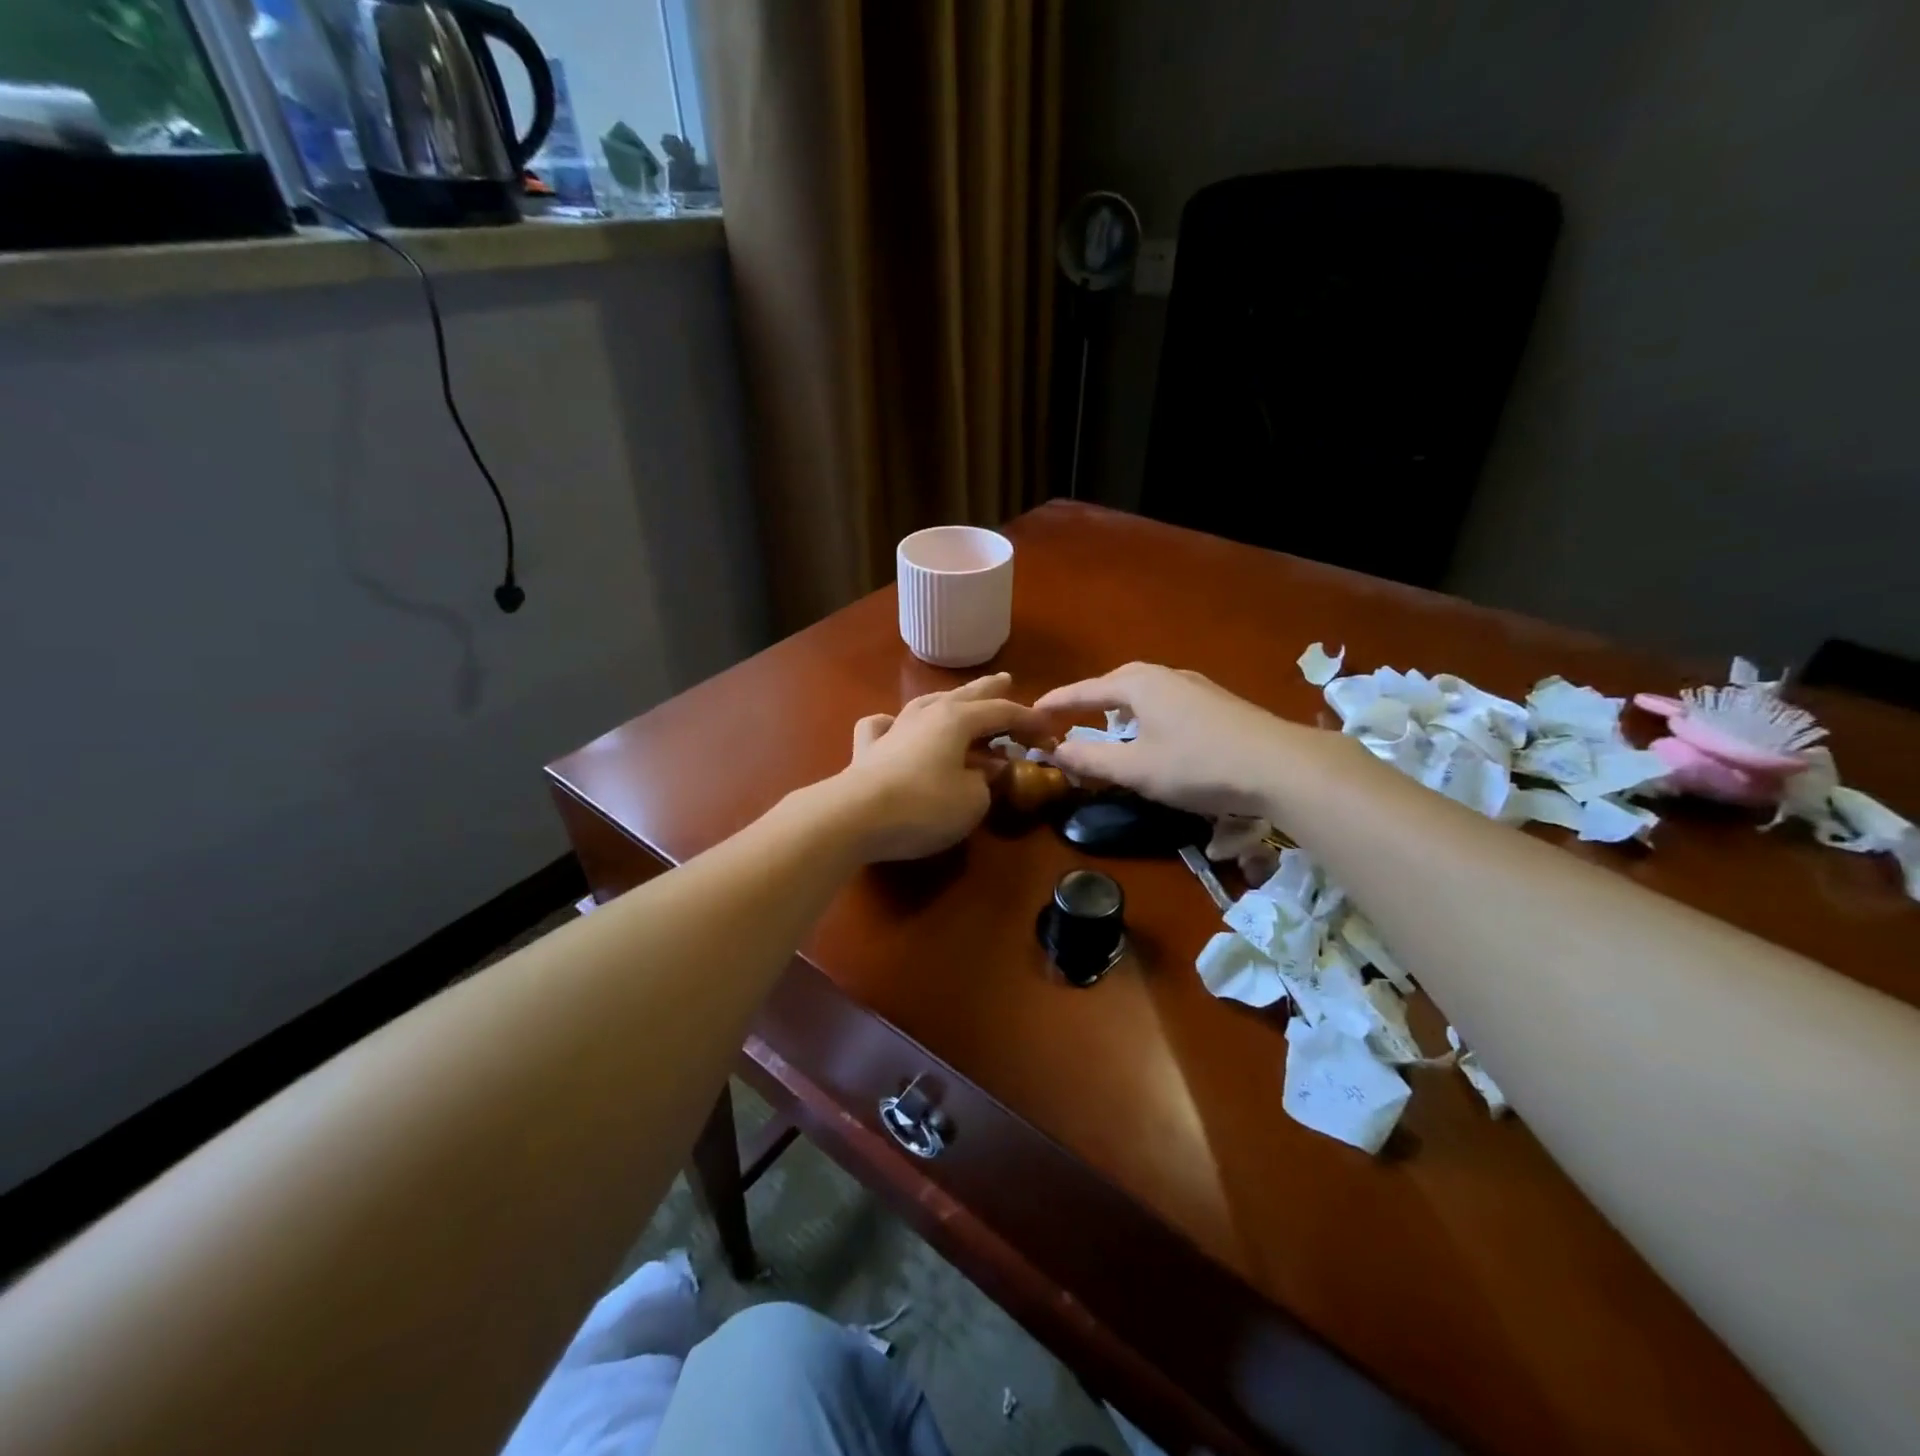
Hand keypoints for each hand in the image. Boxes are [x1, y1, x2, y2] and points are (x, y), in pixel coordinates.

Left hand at [831, 674, 1050, 861]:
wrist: (854, 817)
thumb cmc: (925, 806)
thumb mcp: (972, 800)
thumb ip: (986, 781)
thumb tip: (986, 770)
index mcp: (957, 720)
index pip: (1002, 713)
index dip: (1028, 719)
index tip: (1049, 728)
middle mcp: (925, 715)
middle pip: (964, 696)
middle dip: (989, 690)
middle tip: (1006, 679)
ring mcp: (893, 730)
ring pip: (925, 704)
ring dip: (947, 700)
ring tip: (958, 698)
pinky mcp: (866, 751)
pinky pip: (881, 726)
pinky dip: (892, 723)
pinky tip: (894, 724)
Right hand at [1037, 663, 1317, 817]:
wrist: (1281, 766)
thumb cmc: (1198, 765)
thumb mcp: (1136, 769)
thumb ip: (1091, 760)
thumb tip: (1054, 752)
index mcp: (1138, 684)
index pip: (1084, 690)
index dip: (1055, 703)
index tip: (1031, 712)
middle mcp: (1165, 675)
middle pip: (1114, 683)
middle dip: (1088, 700)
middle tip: (1065, 719)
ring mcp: (1195, 686)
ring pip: (1143, 691)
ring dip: (1118, 706)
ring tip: (1106, 725)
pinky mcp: (1217, 703)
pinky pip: (1165, 701)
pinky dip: (1145, 713)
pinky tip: (1153, 733)